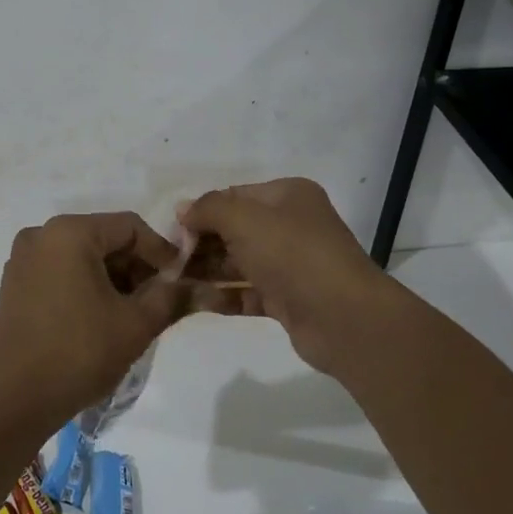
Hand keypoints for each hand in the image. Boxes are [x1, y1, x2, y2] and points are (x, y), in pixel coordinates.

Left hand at [0, 213, 184, 434]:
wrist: (11, 400)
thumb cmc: (78, 353)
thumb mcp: (135, 324)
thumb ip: (170, 297)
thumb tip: (198, 287)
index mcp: (69, 232)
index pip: (130, 226)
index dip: (161, 252)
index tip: (180, 283)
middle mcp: (41, 235)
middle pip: (104, 238)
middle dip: (136, 267)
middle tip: (159, 301)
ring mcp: (23, 260)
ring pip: (82, 256)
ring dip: (112, 278)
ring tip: (133, 314)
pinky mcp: (14, 285)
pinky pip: (60, 272)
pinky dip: (85, 286)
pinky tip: (100, 319)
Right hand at [178, 178, 403, 379]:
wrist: (343, 317)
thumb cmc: (292, 254)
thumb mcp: (243, 218)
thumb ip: (208, 209)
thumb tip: (182, 210)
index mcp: (287, 196)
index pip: (233, 196)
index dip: (201, 211)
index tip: (172, 232)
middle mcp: (291, 225)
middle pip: (234, 230)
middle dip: (201, 243)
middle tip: (169, 261)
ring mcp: (291, 264)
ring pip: (239, 262)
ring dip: (207, 271)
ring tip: (173, 282)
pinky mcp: (289, 300)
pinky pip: (248, 292)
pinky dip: (224, 295)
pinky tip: (196, 301)